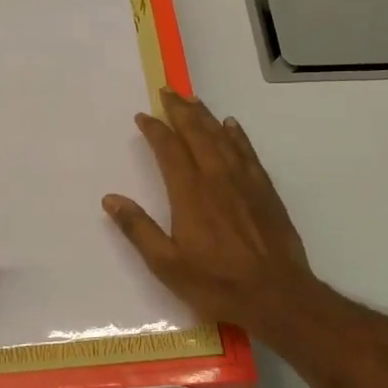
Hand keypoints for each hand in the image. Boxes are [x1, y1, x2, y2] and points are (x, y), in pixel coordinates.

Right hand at [103, 90, 321, 333]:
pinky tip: (231, 125)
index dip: (155, 130)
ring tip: (192, 100)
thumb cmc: (217, 284)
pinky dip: (237, 135)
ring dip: (205, 116)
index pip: (169, 150)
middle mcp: (216, 178)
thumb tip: (110, 199)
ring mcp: (244, 182)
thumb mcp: (167, 264)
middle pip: (196, 134)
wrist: (277, 295)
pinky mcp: (265, 190)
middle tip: (167, 91)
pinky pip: (248, 152)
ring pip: (222, 137)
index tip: (143, 116)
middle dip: (180, 110)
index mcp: (189, 194)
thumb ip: (138, 229)